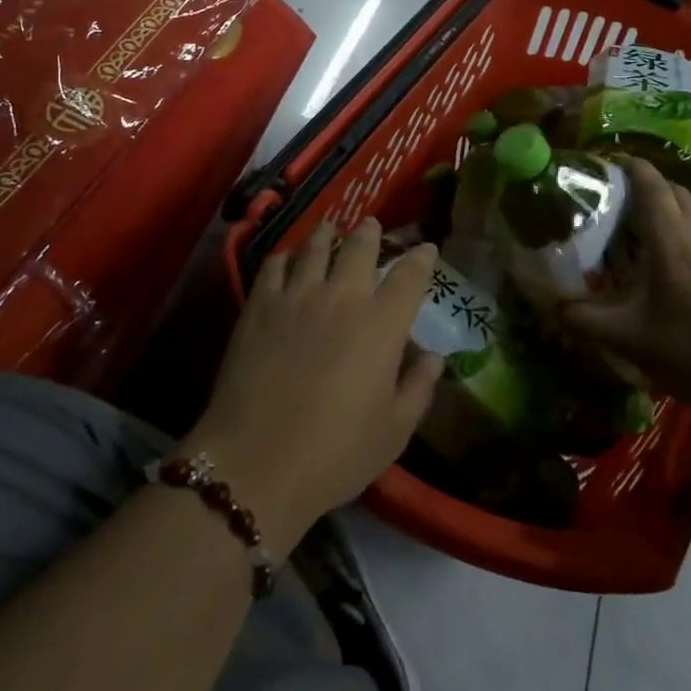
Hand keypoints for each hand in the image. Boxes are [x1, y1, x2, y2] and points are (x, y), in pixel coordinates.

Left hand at [184, 220, 443, 550]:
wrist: (257, 464)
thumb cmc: (336, 454)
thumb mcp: (394, 432)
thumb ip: (419, 387)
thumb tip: (433, 356)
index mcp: (382, 325)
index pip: (409, 276)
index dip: (421, 258)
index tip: (426, 249)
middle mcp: (342, 297)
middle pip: (360, 247)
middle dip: (370, 232)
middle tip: (371, 226)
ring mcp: (297, 296)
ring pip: (316, 246)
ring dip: (327, 233)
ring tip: (330, 228)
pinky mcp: (259, 305)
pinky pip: (275, 265)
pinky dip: (286, 255)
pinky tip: (288, 258)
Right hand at [562, 158, 690, 427]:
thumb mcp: (626, 339)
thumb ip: (582, 319)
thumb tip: (550, 305)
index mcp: (672, 242)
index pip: (651, 183)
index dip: (628, 164)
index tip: (604, 161)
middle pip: (674, 191)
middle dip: (645, 184)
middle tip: (614, 198)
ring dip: (665, 211)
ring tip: (636, 234)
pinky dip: (682, 236)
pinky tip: (668, 272)